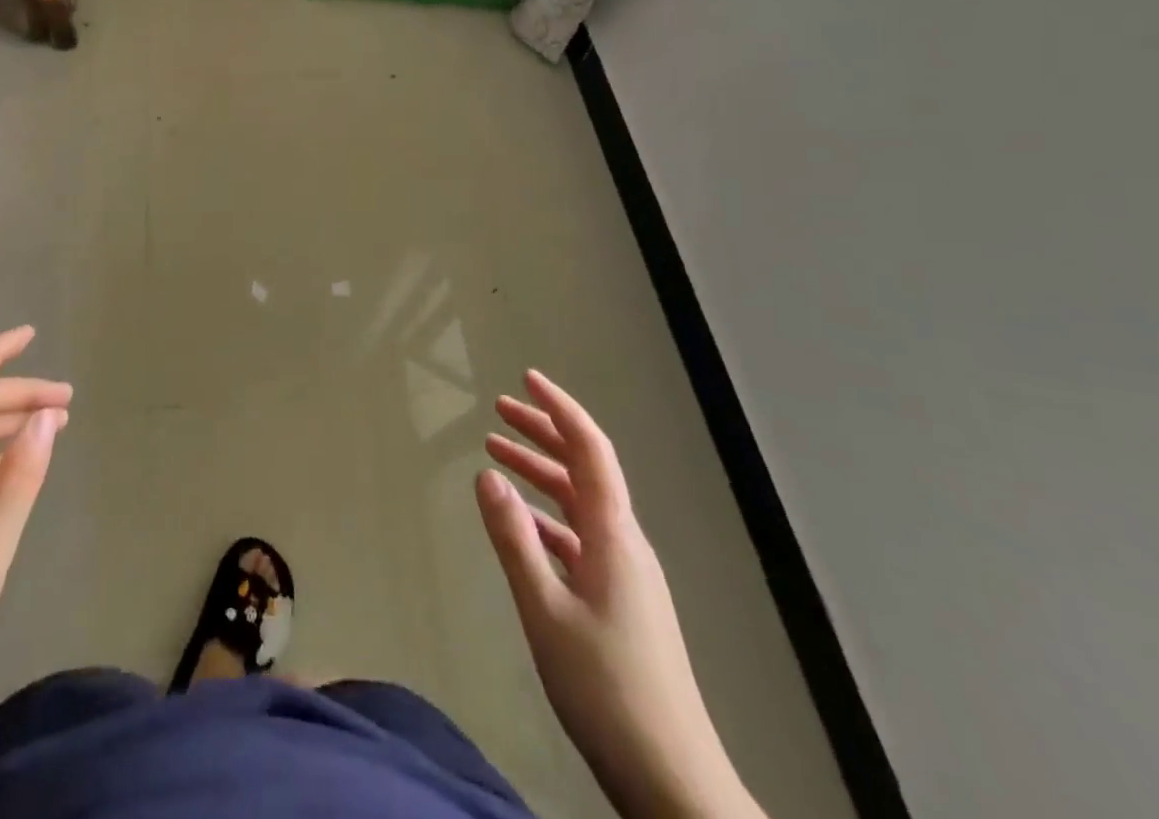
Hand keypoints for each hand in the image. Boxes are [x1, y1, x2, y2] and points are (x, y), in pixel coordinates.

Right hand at [477, 371, 761, 818]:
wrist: (671, 779)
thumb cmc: (606, 688)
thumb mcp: (546, 610)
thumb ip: (514, 539)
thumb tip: (487, 473)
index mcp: (613, 535)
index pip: (589, 449)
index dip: (559, 408)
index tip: (527, 379)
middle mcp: (623, 542)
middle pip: (584, 468)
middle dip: (543, 432)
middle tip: (499, 410)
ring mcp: (625, 573)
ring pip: (579, 503)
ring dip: (540, 473)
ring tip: (497, 453)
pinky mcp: (619, 600)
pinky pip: (578, 537)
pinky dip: (546, 517)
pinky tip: (520, 522)